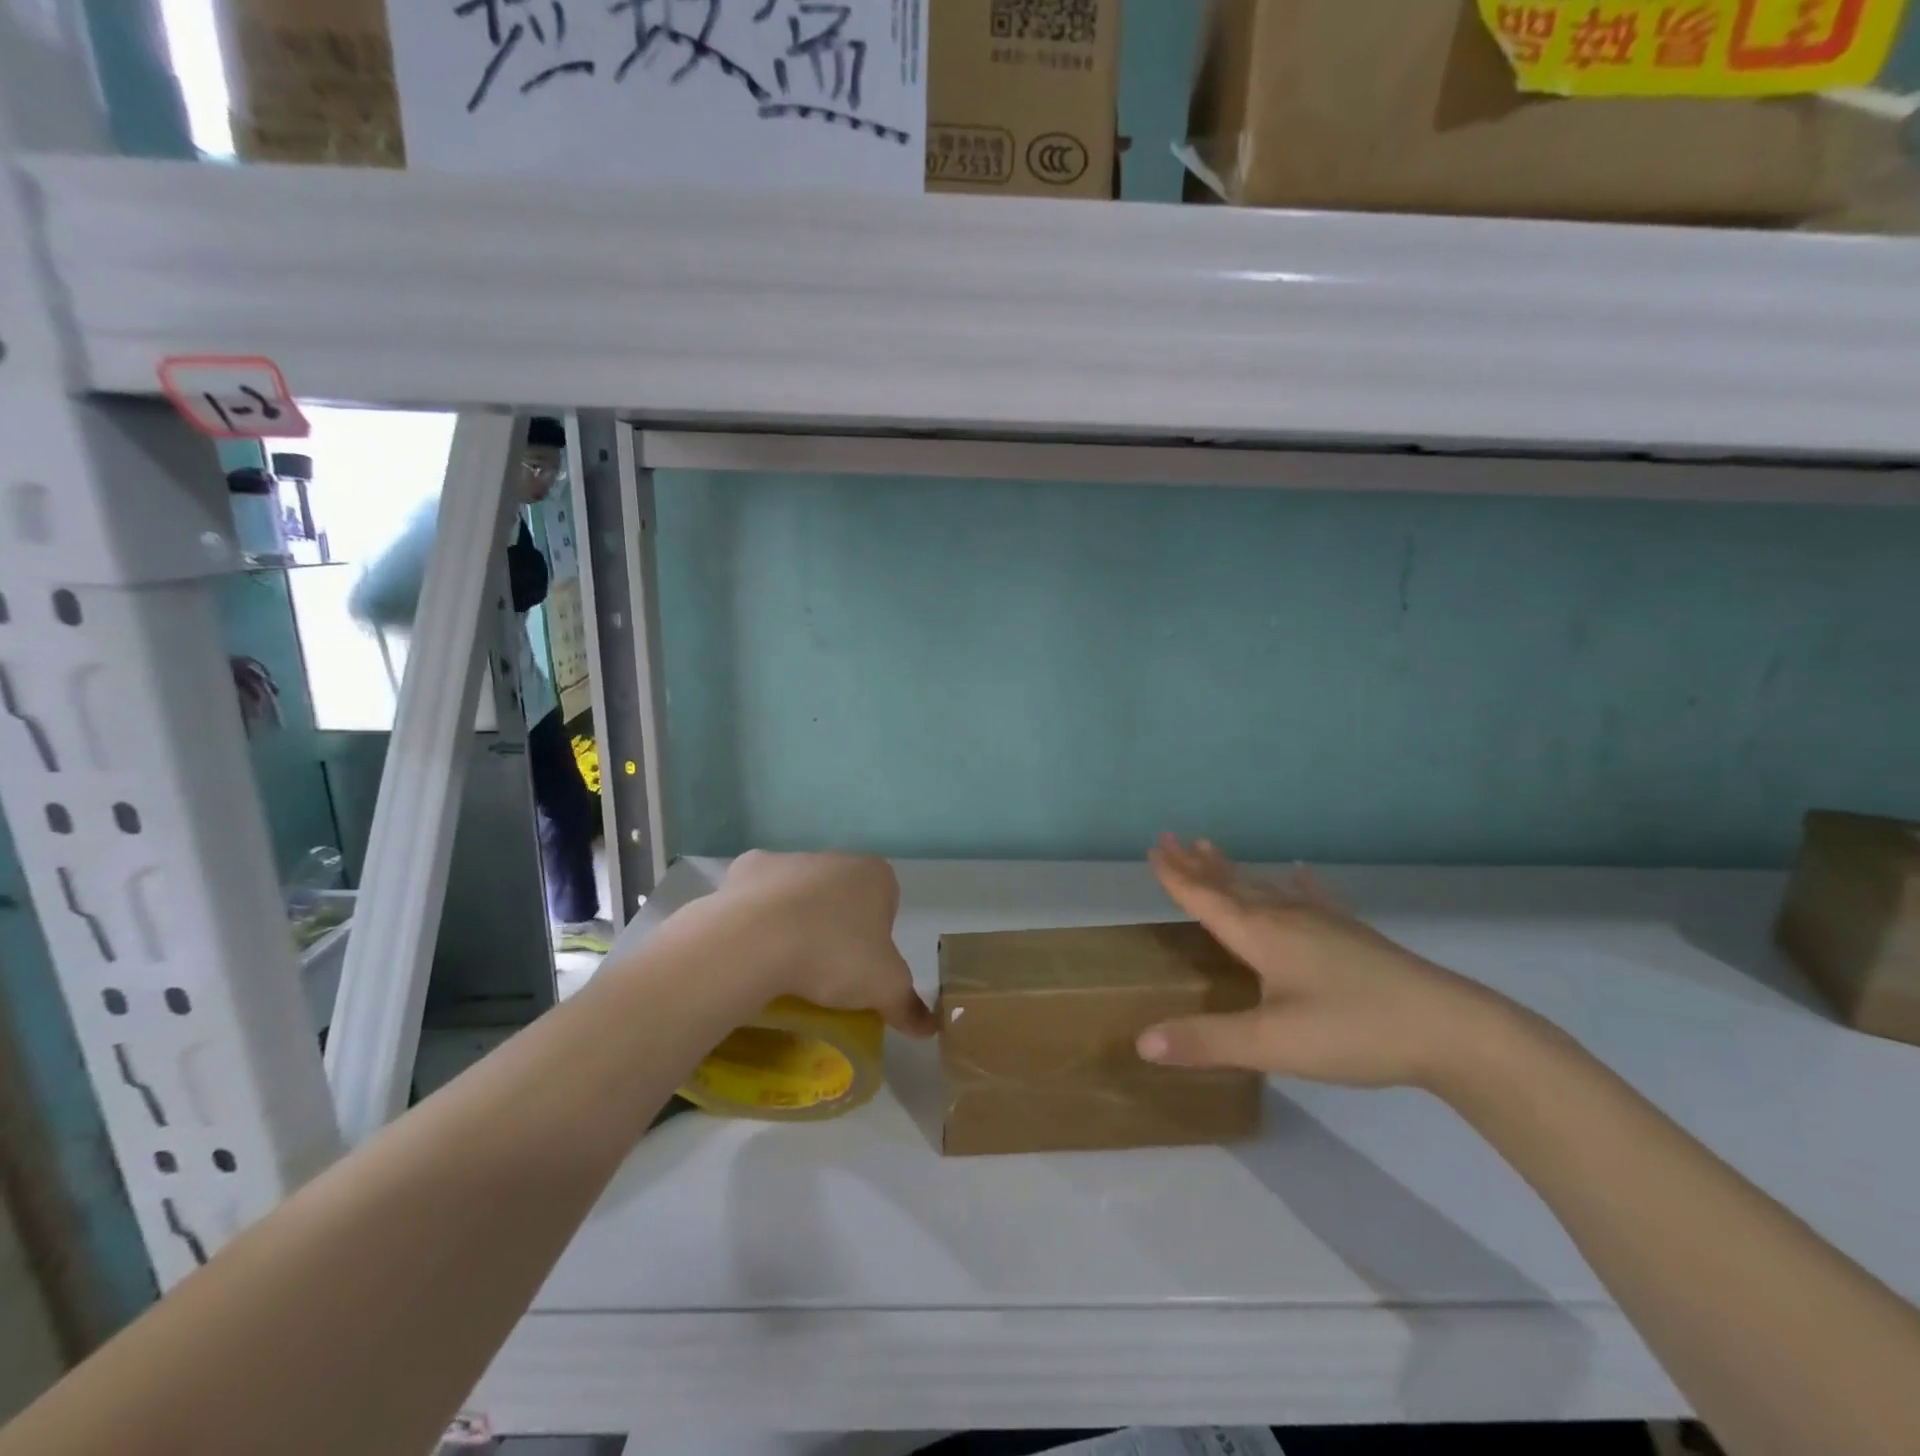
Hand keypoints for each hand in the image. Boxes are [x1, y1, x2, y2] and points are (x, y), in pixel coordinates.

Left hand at [704, 850, 936, 1037]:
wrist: (755, 941)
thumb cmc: (833, 955)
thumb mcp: (884, 988)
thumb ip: (908, 1005)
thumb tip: (929, 1028)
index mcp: (875, 875)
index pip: (886, 903)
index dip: (877, 937)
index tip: (861, 967)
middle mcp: (835, 857)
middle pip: (842, 896)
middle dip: (836, 927)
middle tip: (825, 971)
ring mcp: (788, 858)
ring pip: (799, 893)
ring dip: (796, 920)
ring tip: (784, 965)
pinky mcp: (747, 868)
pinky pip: (757, 896)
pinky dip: (757, 916)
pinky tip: (753, 947)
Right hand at [1136, 836, 1513, 1089]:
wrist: (1450, 1029)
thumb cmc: (1353, 1031)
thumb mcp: (1272, 1044)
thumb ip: (1207, 1041)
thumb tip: (1142, 1042)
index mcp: (1261, 935)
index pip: (1207, 898)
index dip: (1177, 876)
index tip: (1155, 846)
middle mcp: (1287, 918)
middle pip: (1232, 884)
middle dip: (1198, 864)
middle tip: (1172, 838)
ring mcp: (1324, 924)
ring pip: (1266, 887)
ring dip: (1234, 870)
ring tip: (1212, 850)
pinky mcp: (1353, 936)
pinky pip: (1314, 898)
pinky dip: (1300, 884)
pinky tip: (1300, 871)